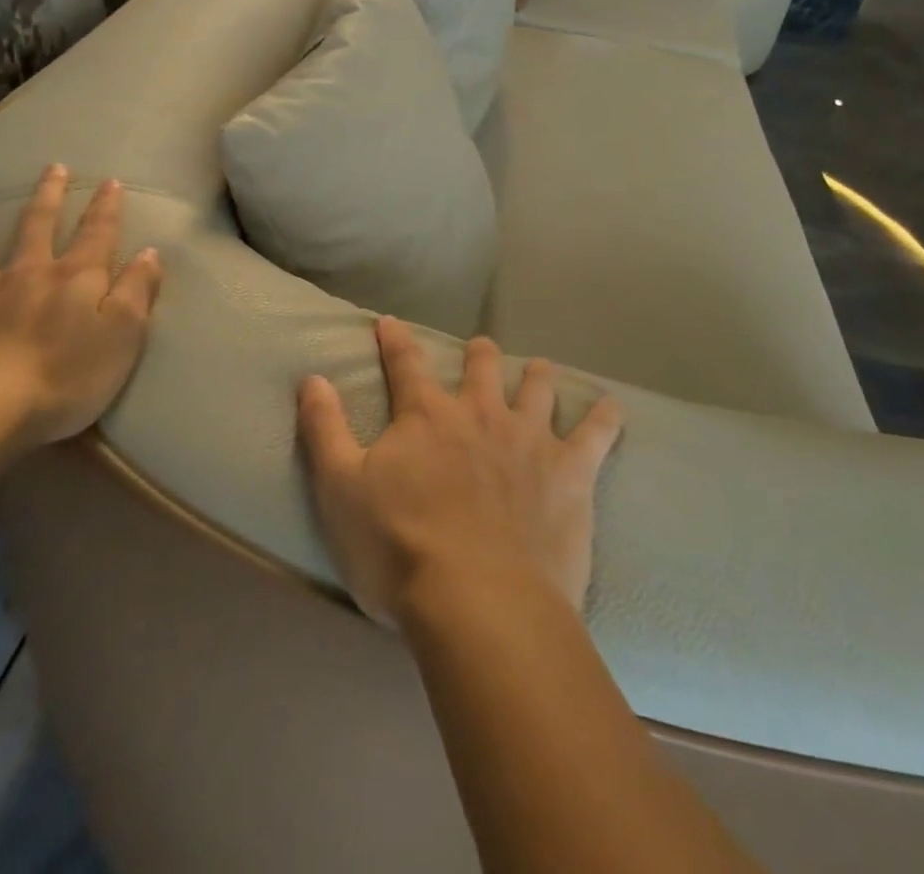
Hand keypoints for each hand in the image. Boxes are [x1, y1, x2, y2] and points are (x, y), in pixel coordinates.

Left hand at [0, 165, 162, 446]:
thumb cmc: (68, 374)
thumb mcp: (124, 334)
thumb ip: (137, 290)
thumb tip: (149, 253)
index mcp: (76, 276)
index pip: (97, 231)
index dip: (106, 206)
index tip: (110, 181)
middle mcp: (29, 273)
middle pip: (38, 224)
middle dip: (49, 194)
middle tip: (53, 168)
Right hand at [297, 318, 622, 626]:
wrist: (479, 602)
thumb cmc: (399, 548)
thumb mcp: (339, 489)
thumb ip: (325, 429)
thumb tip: (311, 377)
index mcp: (426, 416)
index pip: (405, 363)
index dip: (395, 340)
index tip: (389, 321)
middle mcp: (480, 414)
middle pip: (481, 366)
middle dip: (478, 353)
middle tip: (479, 348)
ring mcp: (530, 440)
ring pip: (537, 388)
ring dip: (536, 376)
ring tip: (538, 370)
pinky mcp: (570, 473)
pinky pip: (596, 435)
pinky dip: (605, 418)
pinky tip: (612, 408)